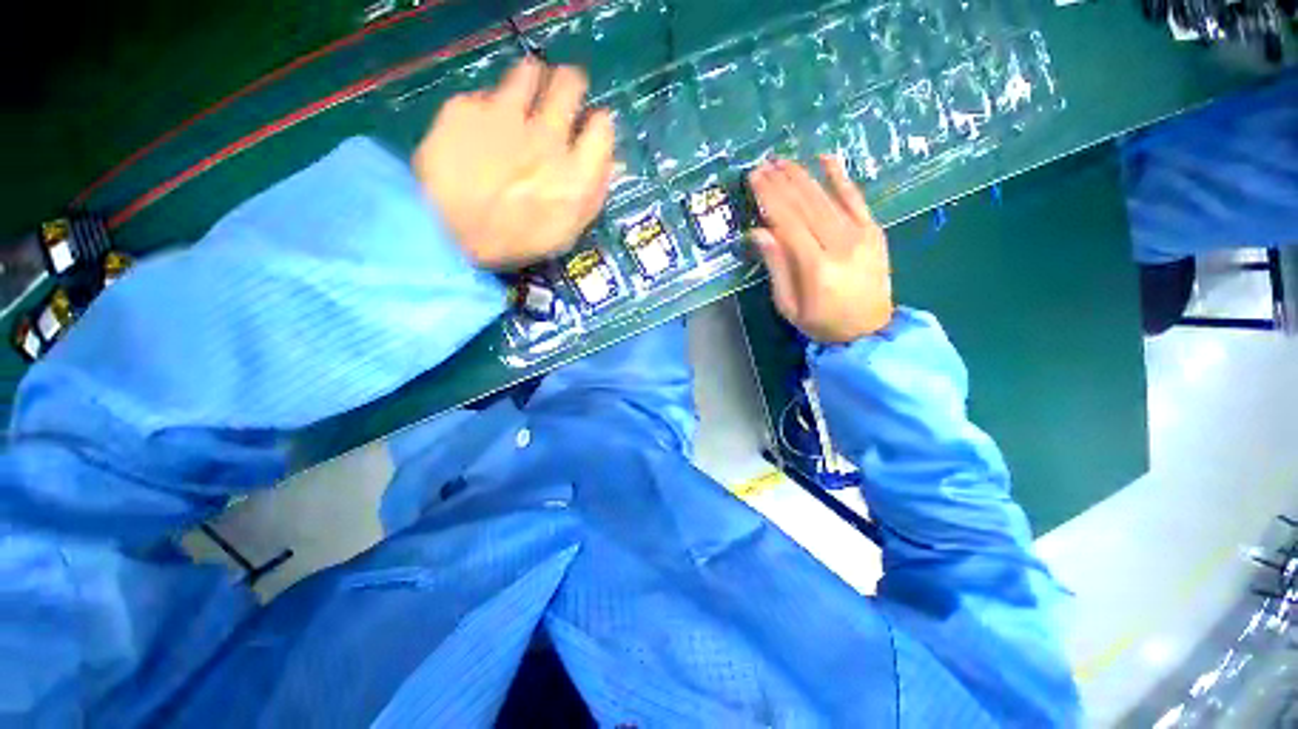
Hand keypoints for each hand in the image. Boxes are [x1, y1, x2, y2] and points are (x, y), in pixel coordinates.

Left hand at [412, 58, 614, 268]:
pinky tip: (479, 128)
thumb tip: (612, 161)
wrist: (447, 237)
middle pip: (570, 84)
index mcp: (575, 175)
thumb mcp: (567, 231)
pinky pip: (485, 95)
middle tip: (562, 92)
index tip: (591, 127)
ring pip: (529, 72)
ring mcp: (504, 117)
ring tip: (522, 98)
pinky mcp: (466, 108)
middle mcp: (546, 138)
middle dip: (570, 84)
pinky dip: (488, 107)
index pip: (602, 127)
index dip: (598, 124)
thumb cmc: (517, 242)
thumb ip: (593, 194)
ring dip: (532, 81)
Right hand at [748, 156, 893, 342]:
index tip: (754, 178)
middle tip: (762, 164)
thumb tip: (758, 232)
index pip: (788, 222)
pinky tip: (825, 158)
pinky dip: (840, 177)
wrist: (869, 331)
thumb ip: (776, 267)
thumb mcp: (789, 305)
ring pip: (827, 197)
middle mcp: (840, 244)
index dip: (770, 198)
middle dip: (781, 182)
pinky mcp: (874, 230)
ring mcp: (861, 234)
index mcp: (816, 267)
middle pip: (806, 205)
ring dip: (802, 176)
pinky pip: (856, 198)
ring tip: (782, 160)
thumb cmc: (822, 323)